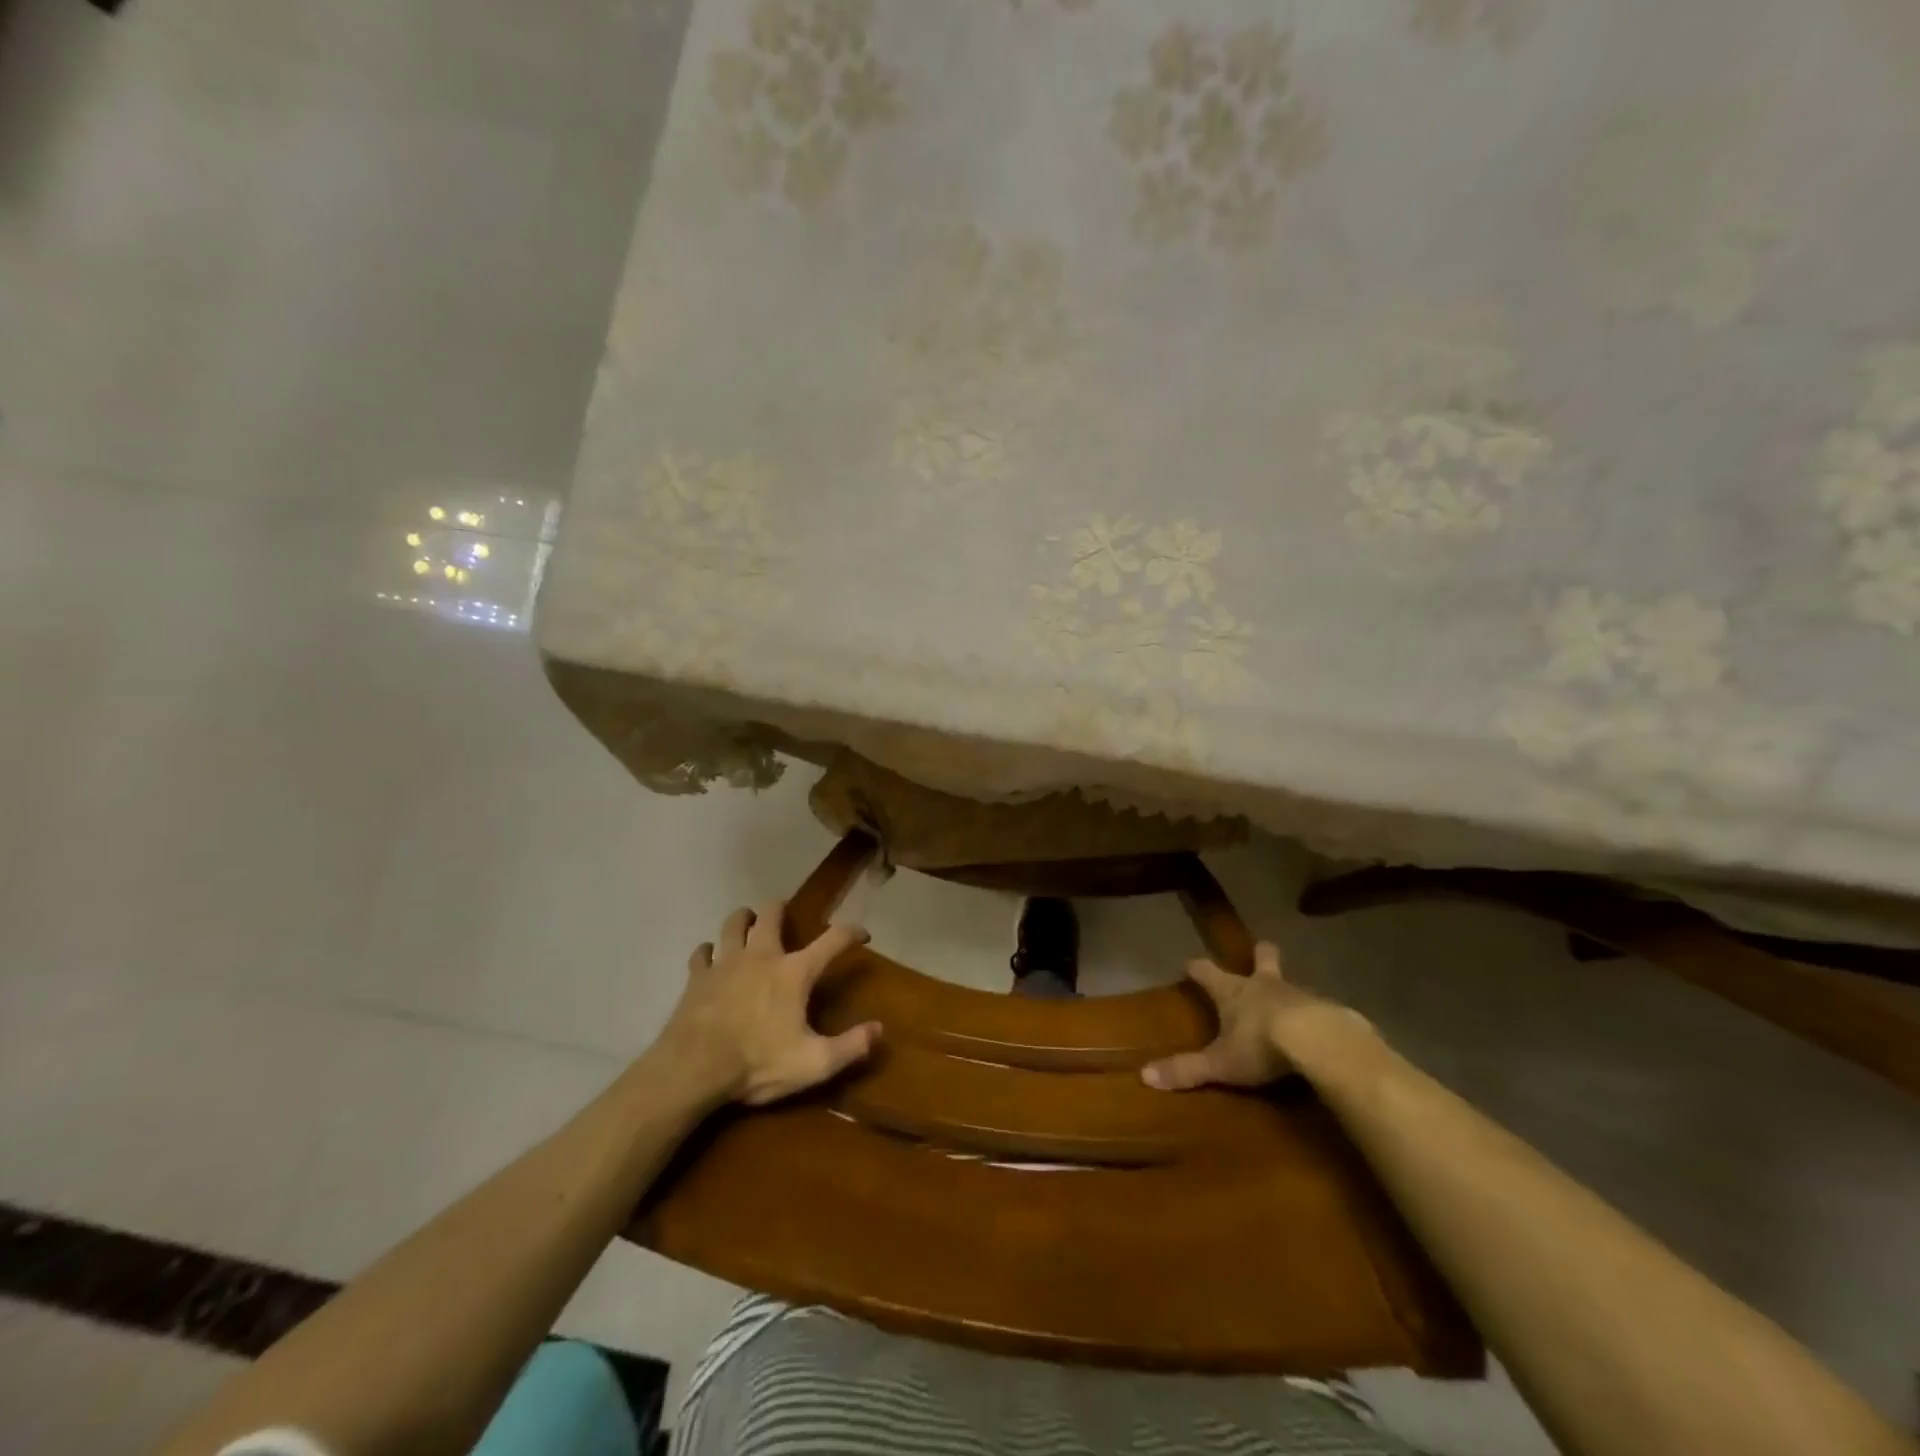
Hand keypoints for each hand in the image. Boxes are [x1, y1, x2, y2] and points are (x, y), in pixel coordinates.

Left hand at [658, 901, 881, 1105]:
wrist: (693, 1069)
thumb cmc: (758, 1063)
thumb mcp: (813, 1063)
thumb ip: (850, 1047)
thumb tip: (879, 1030)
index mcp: (794, 973)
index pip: (832, 941)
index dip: (851, 933)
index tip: (862, 933)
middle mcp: (761, 957)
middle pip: (770, 916)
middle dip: (780, 909)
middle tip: (783, 911)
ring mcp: (725, 963)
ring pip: (733, 924)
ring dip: (743, 919)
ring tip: (747, 920)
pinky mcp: (697, 977)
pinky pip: (701, 953)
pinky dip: (708, 952)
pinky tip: (709, 957)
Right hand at [1140, 940, 1354, 1090]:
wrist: (1321, 1042)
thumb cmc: (1261, 1045)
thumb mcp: (1220, 1063)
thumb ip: (1186, 1069)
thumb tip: (1144, 1075)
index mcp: (1234, 992)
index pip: (1208, 972)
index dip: (1197, 969)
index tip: (1190, 965)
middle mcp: (1265, 985)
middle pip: (1263, 959)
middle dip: (1260, 954)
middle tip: (1261, 949)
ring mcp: (1301, 995)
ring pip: (1292, 985)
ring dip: (1288, 991)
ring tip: (1290, 1005)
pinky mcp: (1331, 1011)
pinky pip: (1320, 1010)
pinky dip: (1317, 1017)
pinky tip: (1321, 1032)